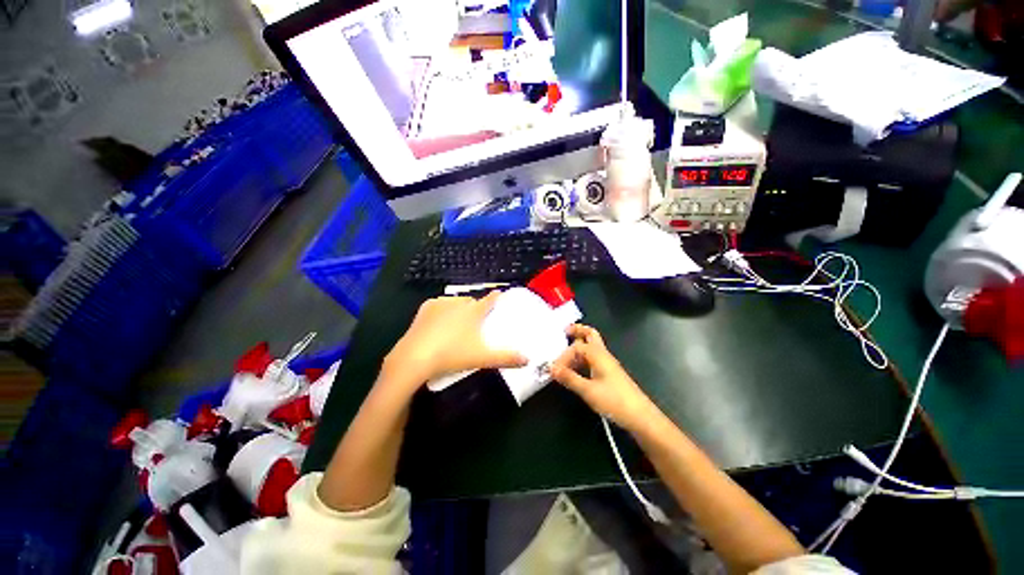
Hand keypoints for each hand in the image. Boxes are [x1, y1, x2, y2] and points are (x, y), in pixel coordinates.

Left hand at [383, 292, 527, 389]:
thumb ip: (506, 358)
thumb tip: (527, 359)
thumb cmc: (452, 355)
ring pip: (455, 301)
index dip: (496, 297)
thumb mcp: (482, 358)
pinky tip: (440, 322)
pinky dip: (442, 310)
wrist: (415, 358)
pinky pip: (439, 304)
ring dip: (459, 308)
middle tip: (477, 321)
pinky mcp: (425, 308)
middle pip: (472, 301)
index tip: (500, 294)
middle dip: (476, 307)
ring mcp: (440, 304)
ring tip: (458, 323)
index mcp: (473, 311)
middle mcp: (458, 303)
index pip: (490, 299)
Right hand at [550, 324, 656, 429]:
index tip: (554, 370)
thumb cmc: (615, 401)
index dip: (563, 356)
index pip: (576, 347)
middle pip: (590, 335)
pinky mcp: (609, 374)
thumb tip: (552, 368)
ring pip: (591, 347)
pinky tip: (576, 369)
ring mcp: (608, 364)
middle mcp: (603, 355)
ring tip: (565, 352)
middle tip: (564, 331)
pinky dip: (582, 359)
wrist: (641, 417)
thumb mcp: (589, 390)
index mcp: (598, 355)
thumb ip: (570, 378)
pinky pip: (593, 359)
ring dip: (578, 346)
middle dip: (577, 331)